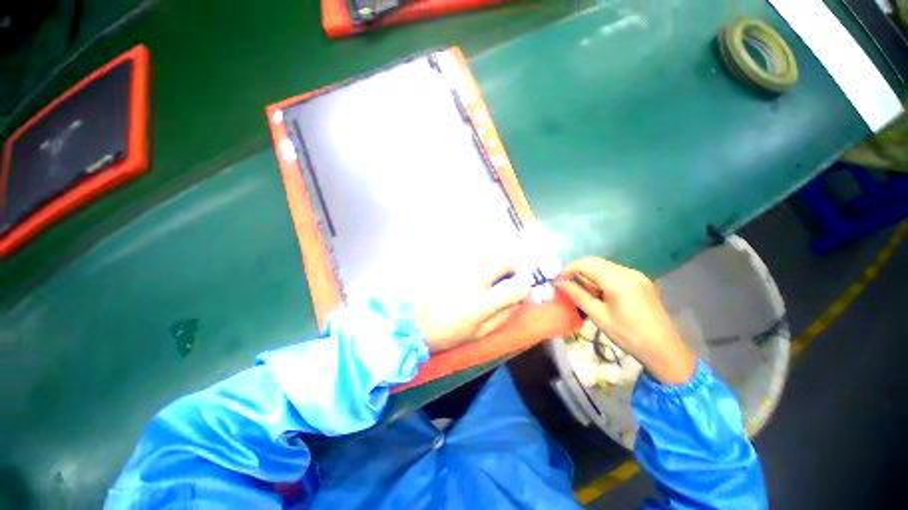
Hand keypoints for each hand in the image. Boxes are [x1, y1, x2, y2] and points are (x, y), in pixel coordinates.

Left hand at [416, 261, 531, 352]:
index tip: (521, 290)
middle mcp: (474, 281)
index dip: (524, 288)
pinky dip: (474, 259)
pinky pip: (467, 254)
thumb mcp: (478, 334)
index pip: (516, 288)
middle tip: (506, 274)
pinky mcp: (447, 263)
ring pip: (485, 253)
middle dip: (510, 267)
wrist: (413, 322)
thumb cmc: (447, 333)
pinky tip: (468, 268)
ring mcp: (459, 269)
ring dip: (491, 260)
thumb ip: (501, 317)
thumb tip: (517, 302)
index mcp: (484, 303)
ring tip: (487, 269)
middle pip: (502, 262)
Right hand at [554, 257, 696, 384]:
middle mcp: (628, 272)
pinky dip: (601, 278)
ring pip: (603, 266)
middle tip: (567, 287)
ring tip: (584, 293)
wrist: (664, 349)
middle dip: (577, 271)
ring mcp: (636, 275)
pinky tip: (600, 294)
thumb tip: (558, 283)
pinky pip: (614, 272)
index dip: (568, 270)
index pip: (585, 264)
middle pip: (594, 262)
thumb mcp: (599, 316)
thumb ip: (577, 295)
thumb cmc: (629, 336)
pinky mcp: (640, 280)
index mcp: (618, 281)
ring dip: (589, 275)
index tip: (558, 282)